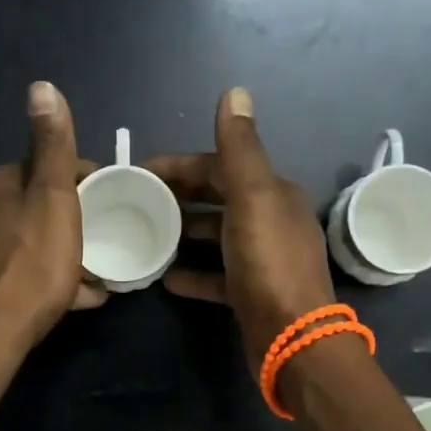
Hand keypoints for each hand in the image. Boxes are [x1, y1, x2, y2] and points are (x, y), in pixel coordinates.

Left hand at [0, 82, 106, 357]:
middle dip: (67, 221)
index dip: (79, 183)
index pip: (42, 169)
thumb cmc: (31, 267)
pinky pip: (13, 272)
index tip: (107, 204)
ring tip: (90, 277)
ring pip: (24, 242)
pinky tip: (68, 298)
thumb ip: (52, 147)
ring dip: (57, 253)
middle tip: (100, 244)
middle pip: (32, 206)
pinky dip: (40, 278)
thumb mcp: (53, 201)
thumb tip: (41, 86)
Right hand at [146, 87, 336, 376]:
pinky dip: (194, 274)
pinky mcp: (251, 294)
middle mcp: (271, 222)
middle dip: (180, 197)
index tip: (140, 172)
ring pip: (216, 237)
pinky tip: (167, 278)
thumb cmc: (268, 263)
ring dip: (184, 234)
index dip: (180, 166)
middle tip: (137, 202)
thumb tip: (235, 91)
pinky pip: (217, 276)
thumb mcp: (252, 198)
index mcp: (274, 194)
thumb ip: (239, 149)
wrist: (293, 339)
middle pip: (218, 199)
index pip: (221, 167)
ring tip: (147, 235)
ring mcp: (262, 260)